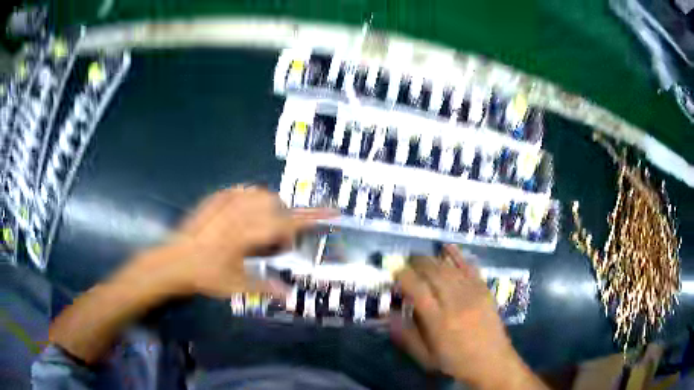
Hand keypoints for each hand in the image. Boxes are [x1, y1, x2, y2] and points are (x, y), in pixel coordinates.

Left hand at [120, 186, 333, 298]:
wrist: (176, 260)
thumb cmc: (207, 275)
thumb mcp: (238, 285)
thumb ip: (266, 286)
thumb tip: (290, 295)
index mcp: (248, 234)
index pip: (288, 223)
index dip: (313, 218)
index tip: (334, 212)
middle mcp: (240, 212)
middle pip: (277, 206)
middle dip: (284, 221)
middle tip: (274, 242)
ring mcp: (227, 201)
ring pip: (261, 194)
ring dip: (269, 208)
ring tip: (259, 227)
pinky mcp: (216, 197)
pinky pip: (242, 190)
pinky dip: (251, 200)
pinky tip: (243, 215)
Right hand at [391, 245, 544, 388]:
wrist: (492, 362)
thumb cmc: (455, 363)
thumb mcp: (425, 357)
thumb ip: (406, 335)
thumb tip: (388, 314)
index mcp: (438, 321)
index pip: (417, 288)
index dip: (403, 276)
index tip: (394, 273)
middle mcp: (455, 302)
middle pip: (433, 272)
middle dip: (416, 263)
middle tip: (405, 264)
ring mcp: (472, 293)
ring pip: (449, 268)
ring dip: (432, 259)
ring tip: (420, 258)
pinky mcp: (484, 290)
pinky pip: (469, 267)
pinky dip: (457, 255)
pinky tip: (447, 247)